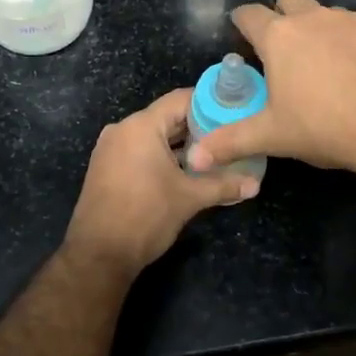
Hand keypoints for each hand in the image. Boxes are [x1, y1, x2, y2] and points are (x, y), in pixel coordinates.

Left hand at [66, 88, 256, 272]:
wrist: (99, 255)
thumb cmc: (145, 216)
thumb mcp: (189, 198)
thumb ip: (224, 185)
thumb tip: (256, 185)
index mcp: (141, 126)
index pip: (181, 99)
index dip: (210, 103)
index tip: (234, 112)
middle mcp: (123, 129)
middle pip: (167, 117)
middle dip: (198, 127)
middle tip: (229, 135)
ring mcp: (111, 148)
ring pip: (154, 135)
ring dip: (181, 144)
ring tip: (213, 153)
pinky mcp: (106, 167)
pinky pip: (140, 150)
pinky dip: (162, 155)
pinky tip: (185, 170)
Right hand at [185, 0, 355, 180]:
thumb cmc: (324, 127)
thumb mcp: (272, 136)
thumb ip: (230, 142)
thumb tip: (193, 158)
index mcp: (279, 37)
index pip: (248, 14)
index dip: (241, 23)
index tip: (242, 35)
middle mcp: (312, 18)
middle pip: (288, 1)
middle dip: (281, 17)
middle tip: (282, 51)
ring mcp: (350, 20)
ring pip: (325, 13)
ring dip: (318, 29)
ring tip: (322, 64)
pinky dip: (351, 41)